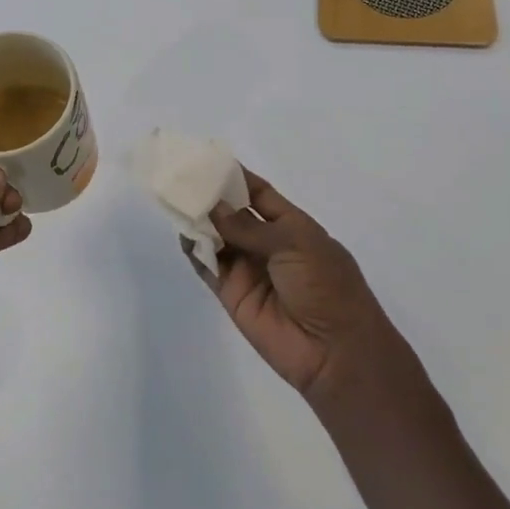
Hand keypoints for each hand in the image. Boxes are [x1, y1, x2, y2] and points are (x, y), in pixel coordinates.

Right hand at [187, 169, 419, 409]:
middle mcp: (267, 244)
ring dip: (199, 221)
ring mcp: (248, 269)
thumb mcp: (294, 243)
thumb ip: (249, 227)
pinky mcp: (232, 294)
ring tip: (175, 200)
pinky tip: (184, 234)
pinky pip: (209, 267)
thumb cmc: (326, 286)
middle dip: (211, 196)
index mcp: (292, 226)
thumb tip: (214, 208)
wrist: (334, 350)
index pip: (259, 194)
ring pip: (217, 238)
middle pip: (232, 214)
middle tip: (181, 177)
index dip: (236, 177)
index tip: (208, 158)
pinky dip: (195, 251)